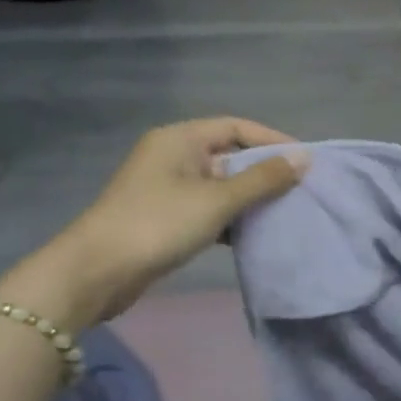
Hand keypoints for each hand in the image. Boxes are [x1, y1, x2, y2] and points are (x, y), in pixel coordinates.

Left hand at [0, 118, 306, 327]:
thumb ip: (263, 178)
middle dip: (265, 171)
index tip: (305, 162)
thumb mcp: (218, 199)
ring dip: (251, 197)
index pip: (237, 127)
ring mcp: (168, 187)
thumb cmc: (159, 224)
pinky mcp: (166, 217)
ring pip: (222, 184)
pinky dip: (233, 217)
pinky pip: (210, 207)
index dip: (273, 140)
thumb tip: (303, 158)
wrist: (96, 273)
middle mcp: (173, 156)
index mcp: (180, 139)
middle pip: (231, 154)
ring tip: (285, 211)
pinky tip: (255, 233)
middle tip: (301, 189)